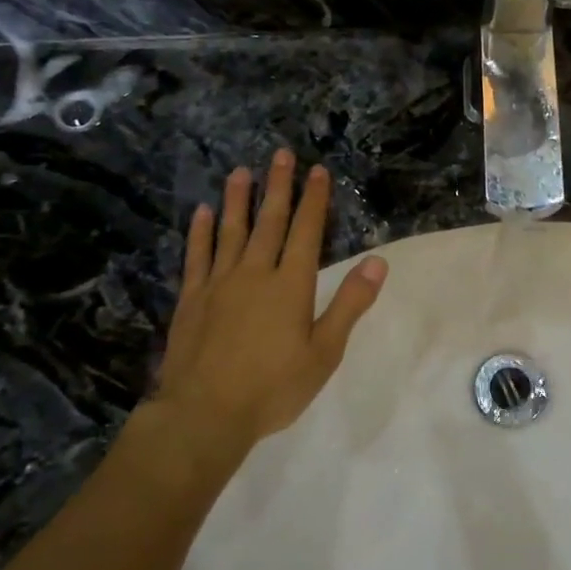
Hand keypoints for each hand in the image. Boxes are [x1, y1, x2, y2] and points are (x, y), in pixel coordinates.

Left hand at [136, 150, 386, 467]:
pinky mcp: (192, 299)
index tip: (317, 171)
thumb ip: (349, 304)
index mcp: (290, 285)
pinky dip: (200, 232)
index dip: (313, 200)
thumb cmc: (274, 387)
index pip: (306, 231)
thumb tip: (378, 261)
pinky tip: (201, 213)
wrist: (205, 414)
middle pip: (269, 221)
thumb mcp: (325, 352)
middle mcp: (255, 273)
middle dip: (278, 186)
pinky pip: (197, 256)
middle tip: (281, 155)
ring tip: (240, 172)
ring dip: (237, 200)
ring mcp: (219, 284)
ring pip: (231, 231)